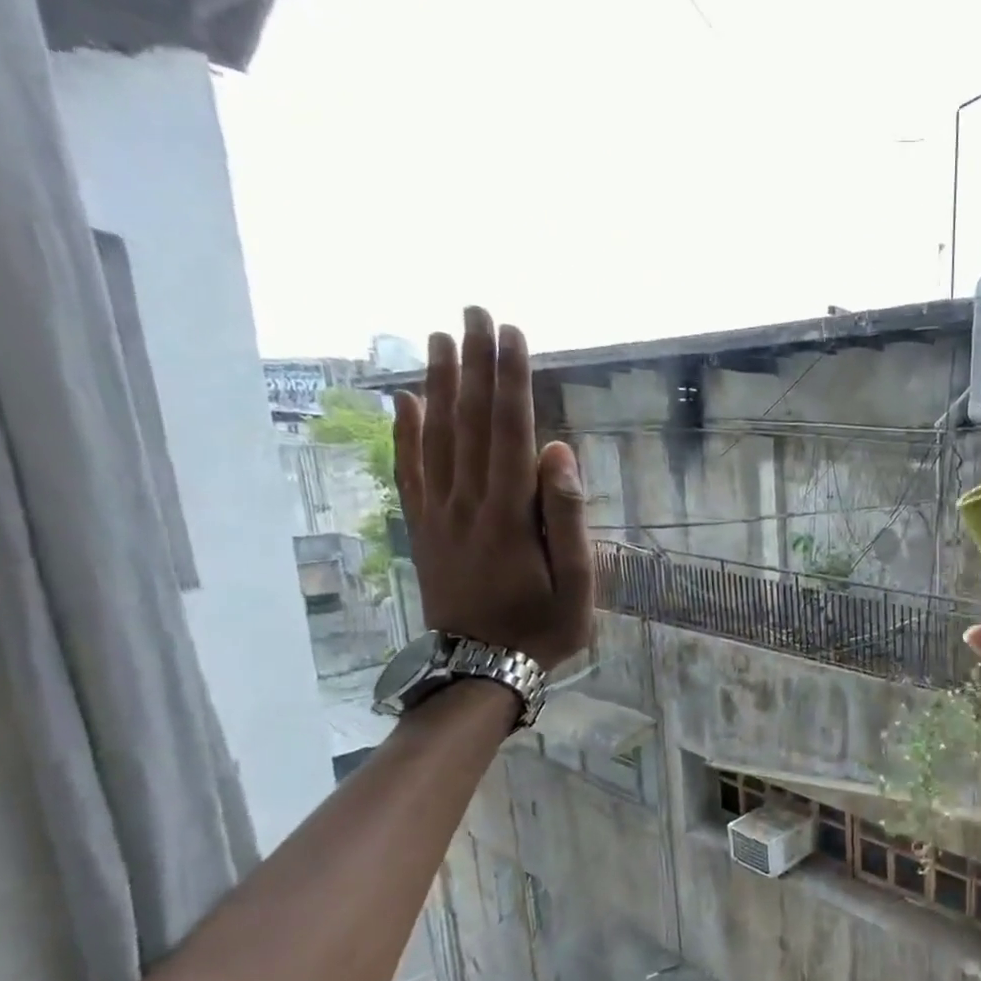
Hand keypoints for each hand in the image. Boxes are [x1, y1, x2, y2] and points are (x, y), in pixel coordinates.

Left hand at [393, 306, 592, 671]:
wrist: (480, 669)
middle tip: (474, 311)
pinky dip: (405, 433)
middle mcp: (467, 502)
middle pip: (470, 421)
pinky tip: (403, 402)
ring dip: (439, 384)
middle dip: (474, 363)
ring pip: (436, 436)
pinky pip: (410, 471)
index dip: (511, 380)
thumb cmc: (542, 629)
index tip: (513, 333)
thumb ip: (567, 518)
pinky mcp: (423, 528)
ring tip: (439, 337)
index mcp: (509, 514)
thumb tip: (557, 452)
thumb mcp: (577, 584)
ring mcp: (438, 514)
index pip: (510, 431)